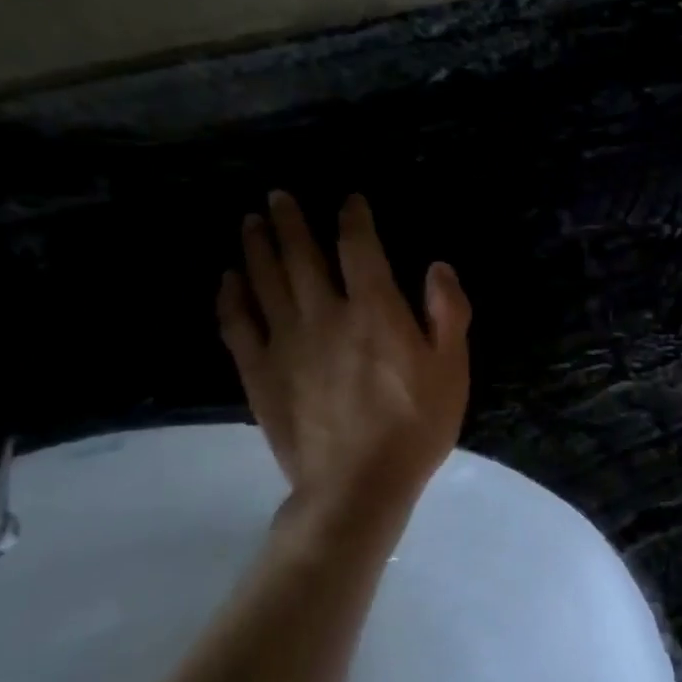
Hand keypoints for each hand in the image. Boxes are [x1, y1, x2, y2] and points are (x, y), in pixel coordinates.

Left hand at [218, 191, 470, 523]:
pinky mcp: (259, 372)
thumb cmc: (415, 427)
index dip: (353, 220)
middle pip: (300, 255)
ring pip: (263, 279)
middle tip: (277, 197)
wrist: (358, 484)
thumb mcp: (452, 371)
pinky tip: (229, 280)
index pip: (359, 248)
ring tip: (251, 223)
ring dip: (256, 246)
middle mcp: (324, 314)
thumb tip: (437, 268)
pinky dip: (231, 296)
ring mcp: (285, 341)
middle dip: (290, 221)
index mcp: (374, 310)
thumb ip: (447, 314)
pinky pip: (237, 323)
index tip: (349, 202)